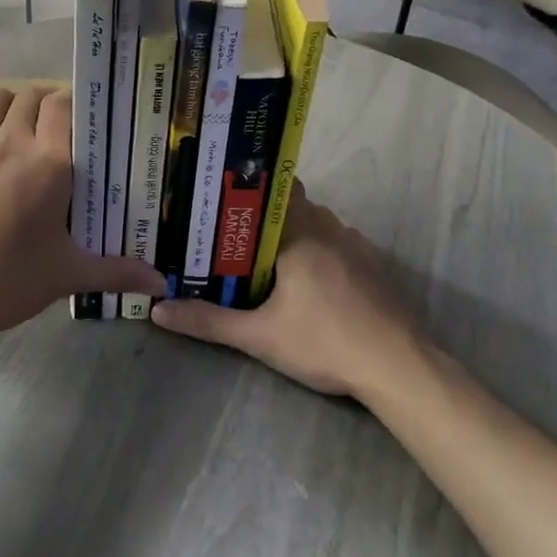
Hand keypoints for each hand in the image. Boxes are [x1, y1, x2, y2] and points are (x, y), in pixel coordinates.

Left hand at [0, 86, 164, 346]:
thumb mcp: (69, 275)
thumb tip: (162, 284)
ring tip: (24, 131)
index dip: (75, 103)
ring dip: (13, 105)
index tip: (87, 119)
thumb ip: (118, 272)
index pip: (62, 105)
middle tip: (61, 128)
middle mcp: (12, 144)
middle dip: (47, 102)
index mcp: (49, 163)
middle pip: (30, 96)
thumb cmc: (11, 281)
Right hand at [151, 184, 437, 398]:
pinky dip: (323, 252)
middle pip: (295, 207)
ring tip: (269, 259)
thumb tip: (157, 310)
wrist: (398, 367)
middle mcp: (330, 228)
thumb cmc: (324, 342)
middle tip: (236, 236)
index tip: (225, 200)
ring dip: (297, 235)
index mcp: (300, 233)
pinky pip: (341, 245)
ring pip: (320, 225)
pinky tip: (312, 283)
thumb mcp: (259, 336)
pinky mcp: (376, 267)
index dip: (251, 191)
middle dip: (267, 218)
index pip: (275, 189)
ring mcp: (358, 246)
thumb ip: (208, 321)